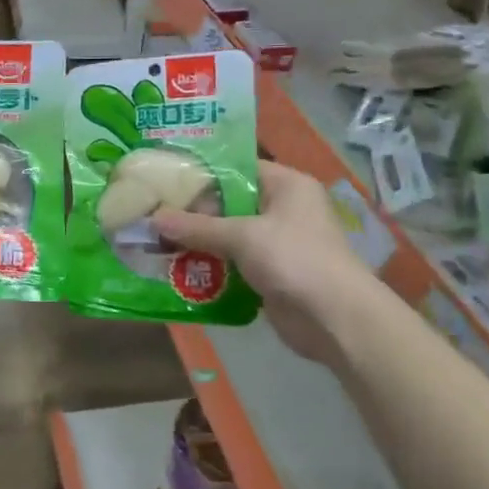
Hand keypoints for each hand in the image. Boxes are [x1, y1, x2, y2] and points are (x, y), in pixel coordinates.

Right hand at [154, 161, 371, 364]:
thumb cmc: (294, 259)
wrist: (335, 319)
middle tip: (153, 214)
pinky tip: (178, 268)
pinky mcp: (270, 273)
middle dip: (193, 213)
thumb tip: (153, 217)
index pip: (237, 169)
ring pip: (228, 235)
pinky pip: (233, 263)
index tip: (165, 181)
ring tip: (157, 241)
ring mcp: (277, 243)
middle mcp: (283, 209)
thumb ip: (197, 227)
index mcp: (286, 185)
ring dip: (198, 242)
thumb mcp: (242, 236)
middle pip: (229, 203)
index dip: (201, 174)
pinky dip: (210, 266)